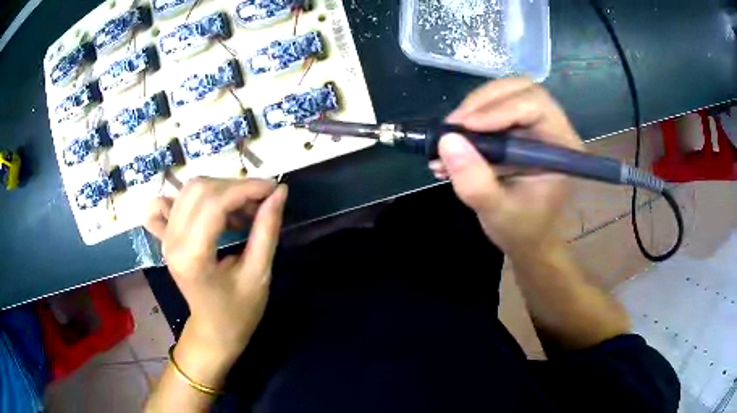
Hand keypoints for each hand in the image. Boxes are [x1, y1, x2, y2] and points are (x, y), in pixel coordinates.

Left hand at [145, 177, 287, 385]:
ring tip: (242, 208)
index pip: (215, 203)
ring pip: (189, 190)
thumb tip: (279, 192)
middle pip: (200, 189)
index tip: (274, 188)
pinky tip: (207, 207)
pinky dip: (188, 197)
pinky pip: (168, 203)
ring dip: (220, 190)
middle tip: (261, 201)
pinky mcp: (166, 236)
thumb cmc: (239, 311)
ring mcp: (166, 237)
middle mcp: (172, 241)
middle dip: (236, 187)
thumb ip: (267, 230)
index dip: (246, 188)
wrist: (213, 330)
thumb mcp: (259, 274)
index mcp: (193, 256)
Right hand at [430, 78, 582, 255]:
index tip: (465, 128)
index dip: (499, 109)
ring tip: (449, 134)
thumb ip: (474, 181)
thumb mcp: (496, 211)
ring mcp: (536, 126)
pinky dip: (471, 119)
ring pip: (506, 94)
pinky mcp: (520, 130)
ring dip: (474, 108)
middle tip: (454, 125)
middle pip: (520, 89)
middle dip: (483, 102)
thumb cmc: (521, 229)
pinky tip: (454, 141)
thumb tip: (446, 141)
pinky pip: (495, 109)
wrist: (528, 240)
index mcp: (562, 147)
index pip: (535, 105)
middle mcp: (553, 128)